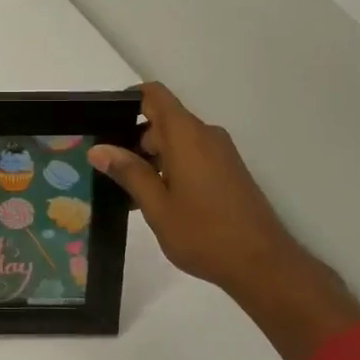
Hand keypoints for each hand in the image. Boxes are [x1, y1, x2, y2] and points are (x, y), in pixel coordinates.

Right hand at [91, 83, 359, 359]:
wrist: (261, 263)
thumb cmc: (203, 233)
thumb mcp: (157, 206)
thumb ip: (128, 172)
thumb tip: (98, 149)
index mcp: (187, 136)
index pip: (154, 96)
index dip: (128, 101)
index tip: (104, 124)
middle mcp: (206, 135)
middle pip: (164, 120)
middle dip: (134, 139)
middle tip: (109, 171)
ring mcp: (221, 153)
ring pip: (177, 141)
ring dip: (152, 158)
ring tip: (129, 193)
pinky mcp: (229, 171)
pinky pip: (193, 156)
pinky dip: (171, 168)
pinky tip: (158, 201)